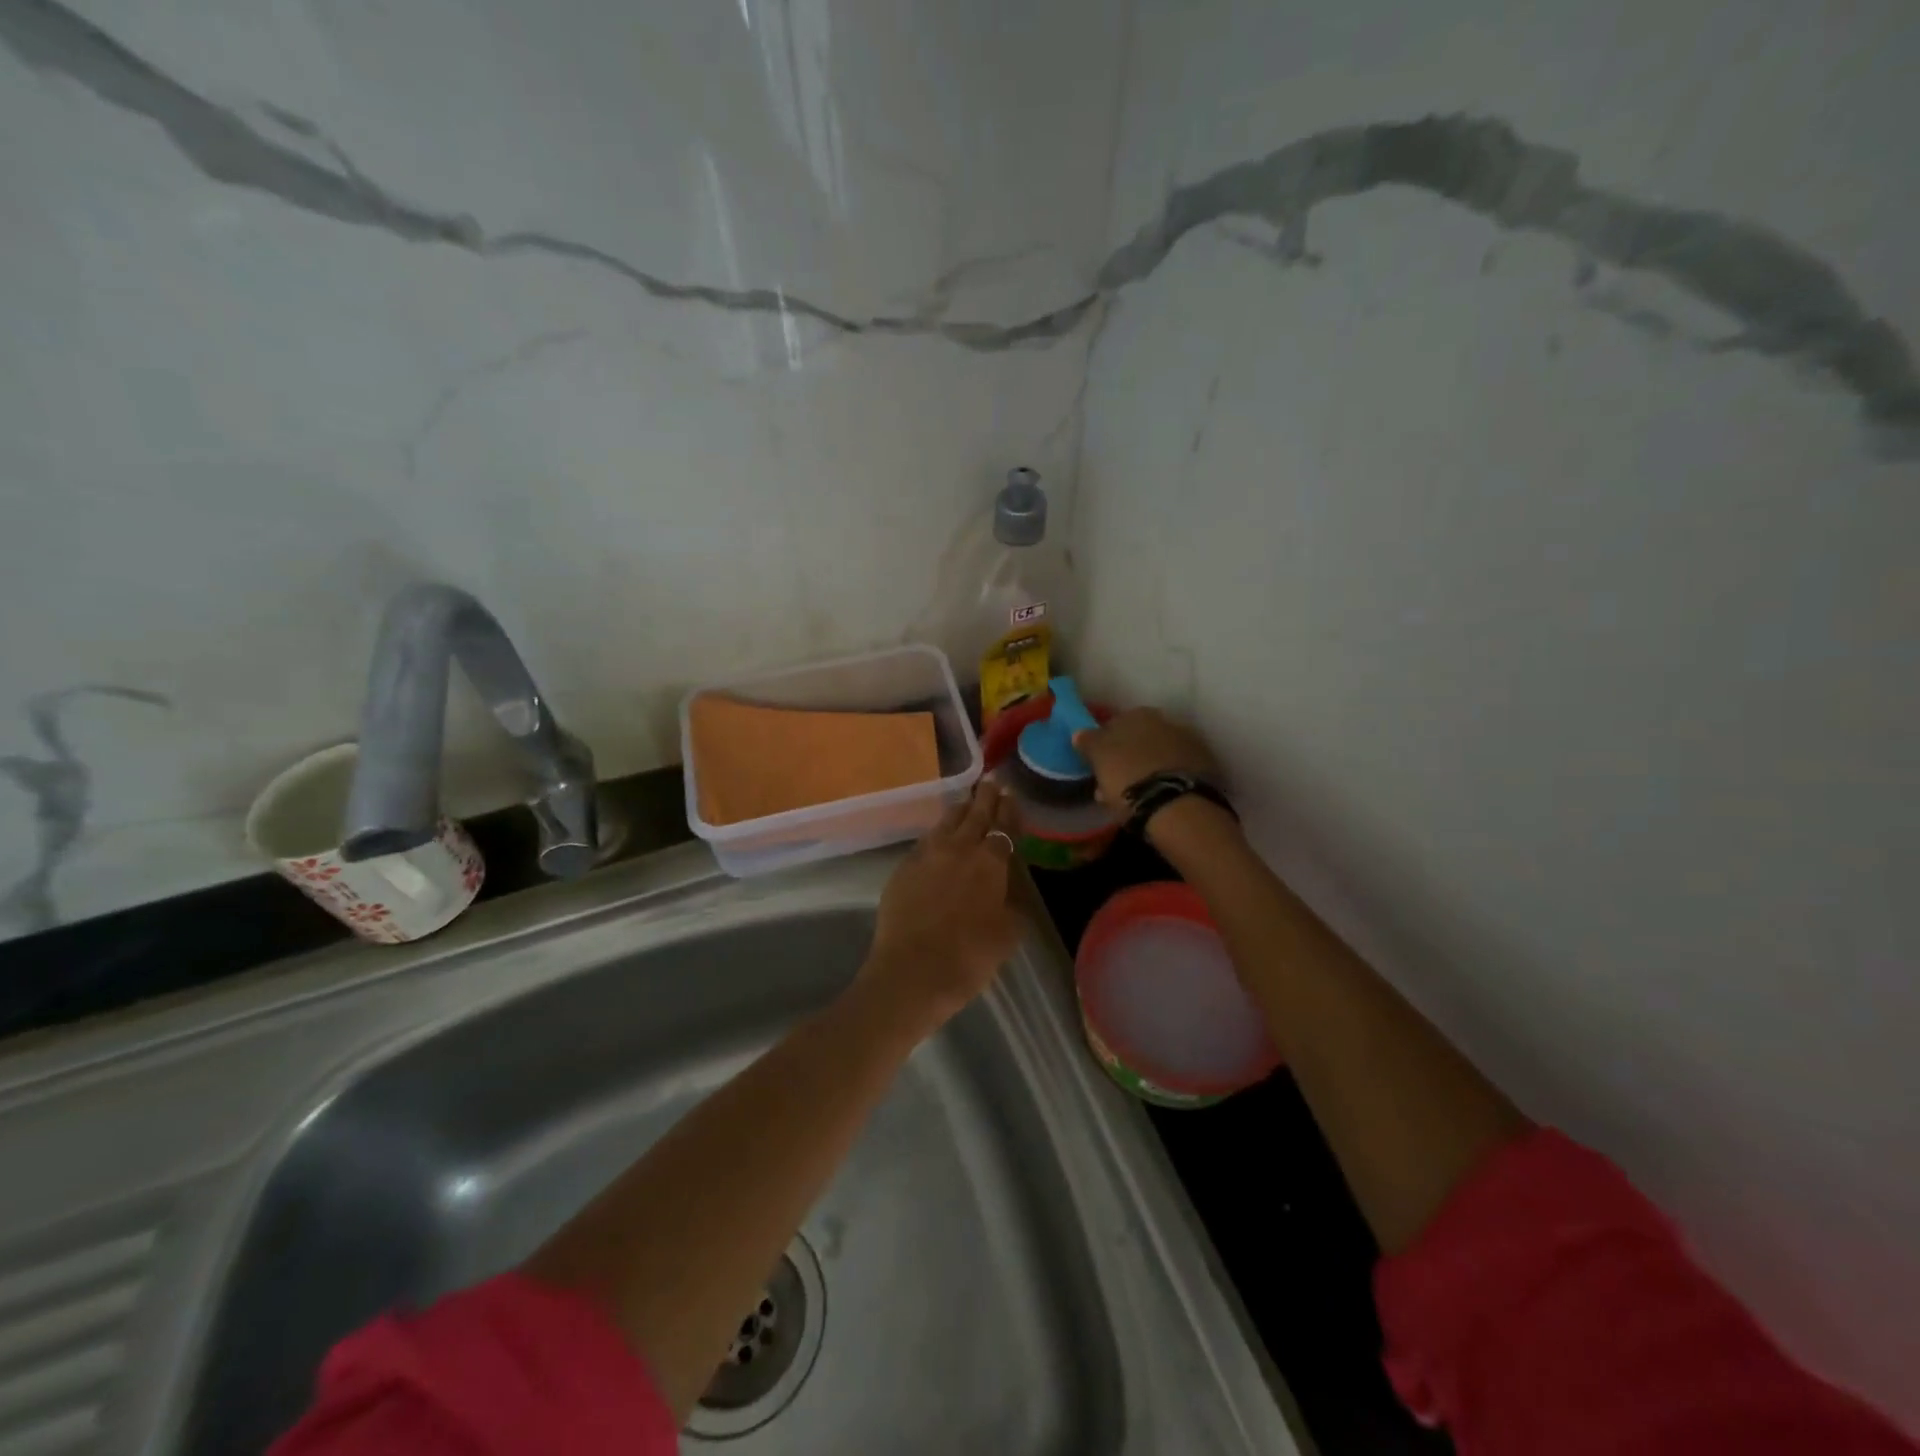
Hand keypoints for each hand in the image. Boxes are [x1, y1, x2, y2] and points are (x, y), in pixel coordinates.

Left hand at [862, 780, 1022, 1033]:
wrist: (912, 972)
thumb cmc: (969, 956)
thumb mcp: (1008, 934)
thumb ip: (1012, 905)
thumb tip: (1008, 892)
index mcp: (990, 862)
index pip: (1003, 826)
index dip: (1009, 810)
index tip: (1010, 794)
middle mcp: (958, 849)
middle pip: (974, 815)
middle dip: (984, 798)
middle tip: (990, 782)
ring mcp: (926, 855)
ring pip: (945, 823)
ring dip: (958, 811)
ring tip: (964, 803)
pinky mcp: (902, 869)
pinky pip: (924, 843)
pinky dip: (936, 836)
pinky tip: (937, 839)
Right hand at [1071, 707, 1219, 809]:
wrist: (1177, 807)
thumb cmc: (1128, 778)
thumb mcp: (1099, 759)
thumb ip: (1088, 742)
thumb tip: (1079, 732)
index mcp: (1139, 715)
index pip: (1115, 724)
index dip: (1104, 744)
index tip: (1098, 764)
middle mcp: (1167, 721)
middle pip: (1139, 739)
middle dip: (1127, 757)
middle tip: (1115, 782)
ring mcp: (1189, 744)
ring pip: (1158, 755)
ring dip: (1146, 769)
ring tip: (1136, 796)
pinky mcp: (1205, 768)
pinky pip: (1176, 771)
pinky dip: (1165, 780)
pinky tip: (1158, 798)